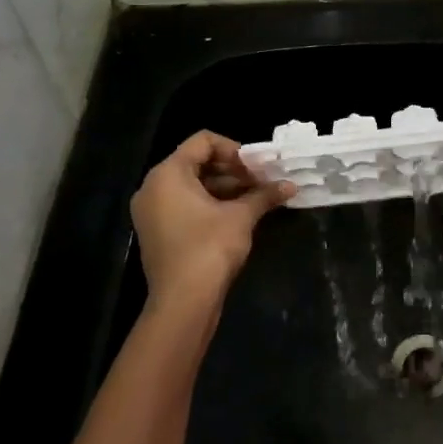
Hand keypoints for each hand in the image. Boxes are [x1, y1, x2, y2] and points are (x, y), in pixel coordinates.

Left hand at [130, 132, 293, 315]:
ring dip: (225, 188)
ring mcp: (152, 211)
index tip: (256, 168)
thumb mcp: (241, 216)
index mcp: (168, 174)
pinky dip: (210, 205)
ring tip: (255, 199)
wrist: (183, 302)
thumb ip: (264, 195)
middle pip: (196, 162)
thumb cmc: (209, 248)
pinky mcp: (157, 232)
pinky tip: (237, 216)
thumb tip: (291, 185)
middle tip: (260, 182)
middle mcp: (153, 187)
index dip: (234, 149)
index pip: (203, 141)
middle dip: (232, 170)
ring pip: (192, 186)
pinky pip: (184, 205)